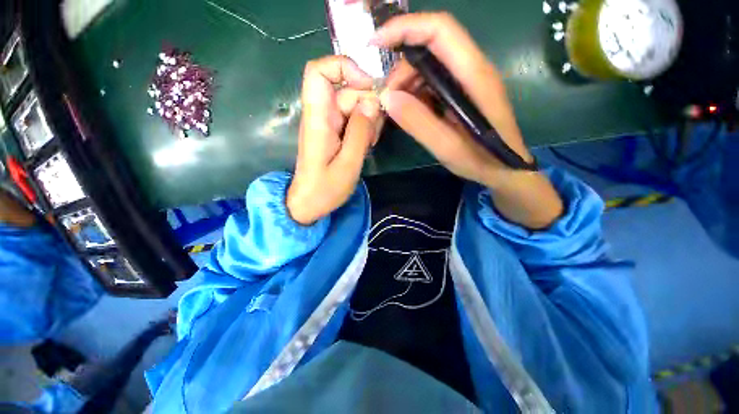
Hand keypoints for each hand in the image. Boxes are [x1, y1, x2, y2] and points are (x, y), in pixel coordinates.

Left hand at [287, 56, 383, 224]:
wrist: (309, 203)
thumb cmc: (325, 189)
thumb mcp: (348, 164)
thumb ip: (360, 132)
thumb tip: (372, 101)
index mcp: (318, 119)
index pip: (319, 72)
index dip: (344, 67)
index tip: (369, 86)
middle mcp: (322, 115)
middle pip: (347, 90)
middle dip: (368, 105)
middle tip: (376, 133)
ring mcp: (329, 123)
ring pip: (354, 105)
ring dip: (369, 119)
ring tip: (371, 143)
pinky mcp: (335, 132)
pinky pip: (353, 119)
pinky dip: (365, 127)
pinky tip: (368, 144)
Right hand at [373, 12, 562, 228]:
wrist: (505, 170)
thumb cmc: (481, 160)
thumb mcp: (447, 147)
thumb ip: (418, 123)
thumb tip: (387, 98)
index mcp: (474, 76)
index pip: (440, 30)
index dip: (405, 27)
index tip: (374, 44)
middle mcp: (472, 69)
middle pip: (430, 46)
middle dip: (401, 68)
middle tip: (388, 100)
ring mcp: (467, 80)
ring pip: (429, 65)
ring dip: (407, 83)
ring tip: (398, 110)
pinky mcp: (461, 91)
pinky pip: (432, 81)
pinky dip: (415, 93)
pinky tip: (412, 112)